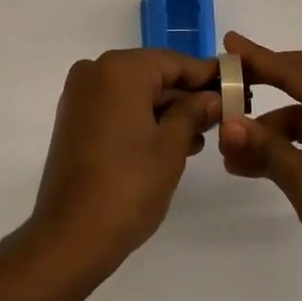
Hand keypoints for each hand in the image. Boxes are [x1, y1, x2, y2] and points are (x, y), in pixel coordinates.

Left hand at [31, 48, 221, 275]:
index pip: (173, 61)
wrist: (69, 238)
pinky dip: (142, 118)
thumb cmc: (127, 187)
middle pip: (152, 74)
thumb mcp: (170, 148)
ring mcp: (81, 95)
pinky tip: (169, 141)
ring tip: (199, 135)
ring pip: (135, 91)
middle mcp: (96, 70)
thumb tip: (212, 97)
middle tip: (220, 114)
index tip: (233, 84)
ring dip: (165, 110)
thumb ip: (193, 113)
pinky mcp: (74, 118)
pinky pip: (117, 106)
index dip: (205, 74)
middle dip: (185, 95)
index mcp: (120, 69)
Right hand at [218, 32, 301, 300]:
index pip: (296, 69)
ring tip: (230, 145)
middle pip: (301, 83)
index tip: (228, 44)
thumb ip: (267, 149)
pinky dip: (285, 148)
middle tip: (227, 79)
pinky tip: (254, 165)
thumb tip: (228, 125)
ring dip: (269, 128)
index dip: (259, 57)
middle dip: (263, 81)